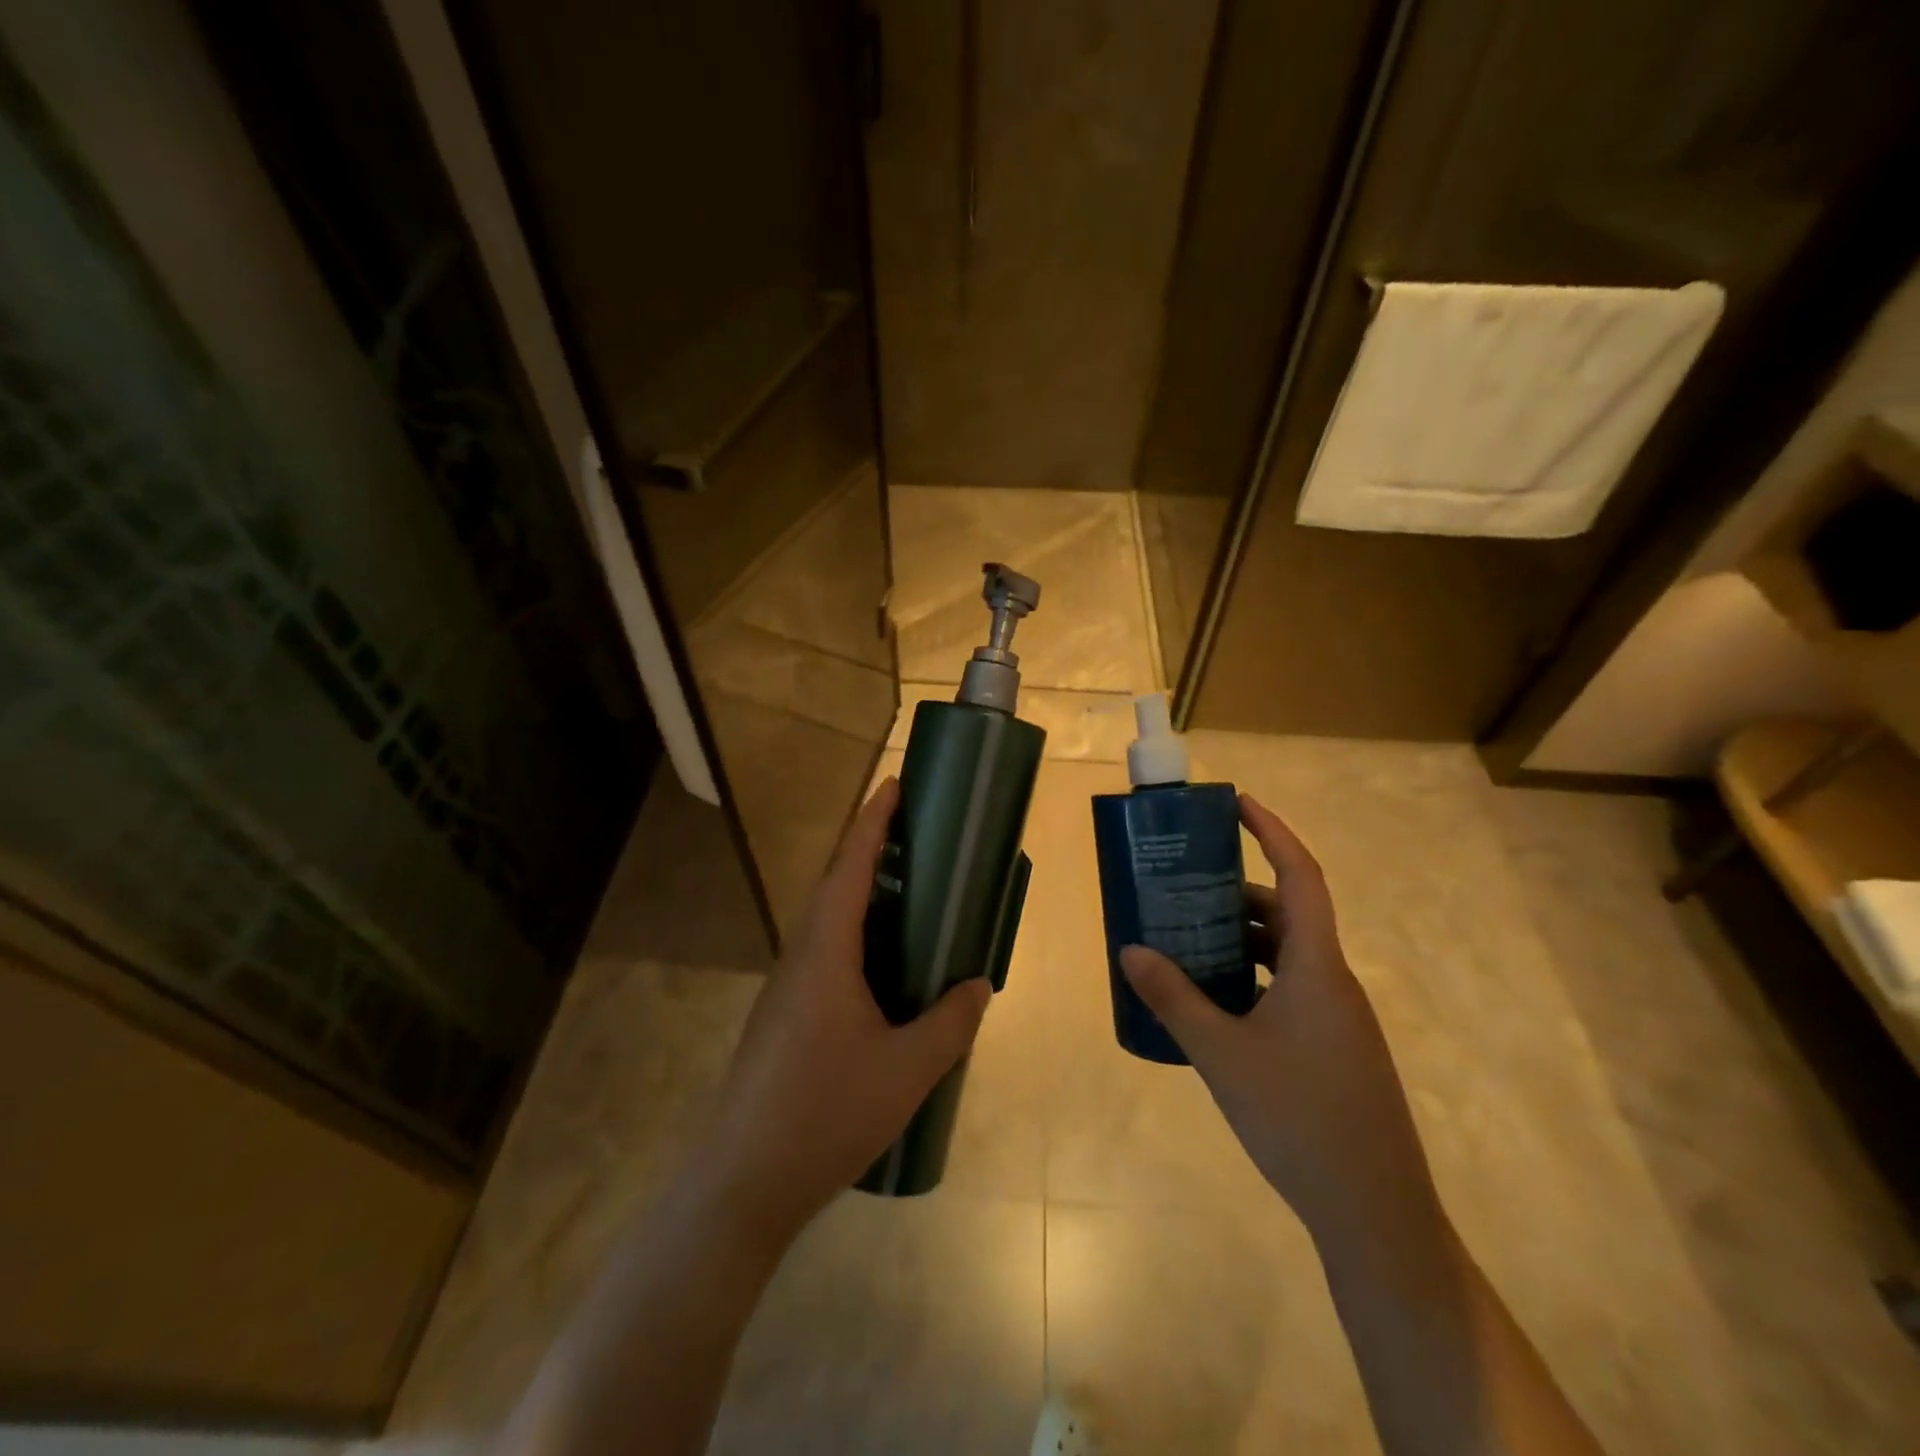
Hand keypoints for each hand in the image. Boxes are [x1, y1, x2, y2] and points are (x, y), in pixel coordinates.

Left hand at [697, 778, 991, 1235]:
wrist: (743, 1182)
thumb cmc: (826, 1114)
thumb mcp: (907, 1070)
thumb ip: (950, 1023)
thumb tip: (979, 984)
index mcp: (825, 953)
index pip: (850, 867)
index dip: (873, 822)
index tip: (895, 785)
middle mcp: (799, 957)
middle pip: (835, 886)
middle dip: (871, 852)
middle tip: (917, 837)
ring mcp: (786, 988)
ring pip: (827, 923)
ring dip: (862, 896)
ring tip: (909, 895)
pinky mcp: (783, 1016)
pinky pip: (824, 955)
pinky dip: (855, 937)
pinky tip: (883, 968)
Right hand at [1120, 794, 1438, 1243]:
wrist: (1374, 1213)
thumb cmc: (1299, 1120)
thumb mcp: (1222, 1055)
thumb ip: (1174, 998)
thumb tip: (1129, 949)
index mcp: (1316, 967)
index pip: (1301, 876)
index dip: (1273, 832)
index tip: (1237, 804)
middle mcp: (1332, 980)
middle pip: (1287, 913)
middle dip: (1236, 892)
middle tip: (1183, 886)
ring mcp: (1335, 1015)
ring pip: (1286, 954)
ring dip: (1240, 939)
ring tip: (1185, 938)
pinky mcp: (1331, 1045)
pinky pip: (1287, 988)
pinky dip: (1250, 976)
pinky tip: (1212, 1000)